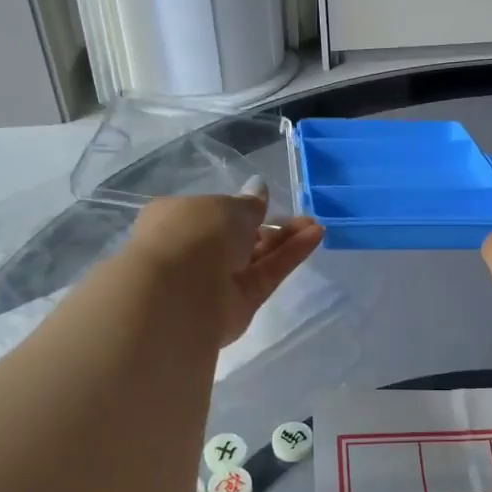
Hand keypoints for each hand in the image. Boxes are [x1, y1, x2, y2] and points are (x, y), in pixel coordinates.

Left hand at [129, 190, 324, 346]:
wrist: (180, 294)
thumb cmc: (194, 234)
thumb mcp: (226, 207)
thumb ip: (248, 204)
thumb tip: (258, 188)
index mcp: (176, 220)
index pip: (210, 212)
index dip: (238, 208)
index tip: (264, 203)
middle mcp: (194, 250)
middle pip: (237, 237)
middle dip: (268, 225)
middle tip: (299, 215)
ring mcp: (216, 280)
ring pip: (255, 257)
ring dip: (284, 239)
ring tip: (314, 224)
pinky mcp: (239, 303)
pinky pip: (267, 274)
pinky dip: (289, 257)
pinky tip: (314, 236)